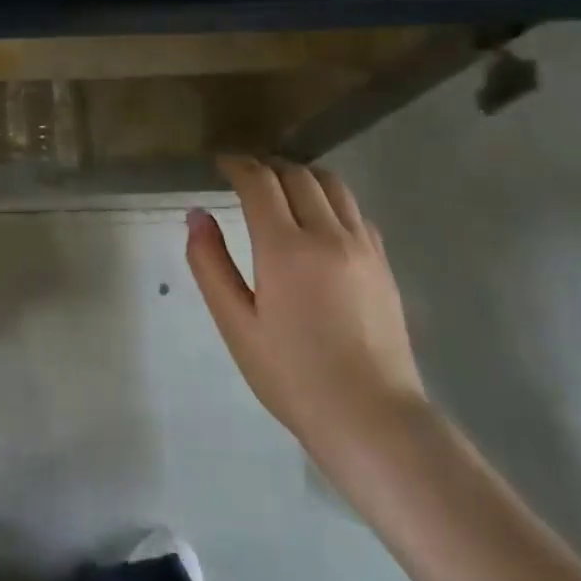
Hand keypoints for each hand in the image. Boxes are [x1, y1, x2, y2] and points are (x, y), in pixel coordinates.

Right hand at [186, 157, 424, 462]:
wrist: (371, 416)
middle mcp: (328, 235)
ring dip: (301, 176)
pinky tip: (318, 219)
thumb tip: (197, 215)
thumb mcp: (235, 324)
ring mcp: (363, 247)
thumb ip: (210, 264)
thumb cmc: (291, 375)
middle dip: (267, 167)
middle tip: (244, 176)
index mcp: (285, 248)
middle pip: (297, 176)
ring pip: (333, 185)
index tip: (221, 164)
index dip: (237, 166)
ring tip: (280, 188)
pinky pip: (356, 211)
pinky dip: (330, 199)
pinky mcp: (383, 263)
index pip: (260, 183)